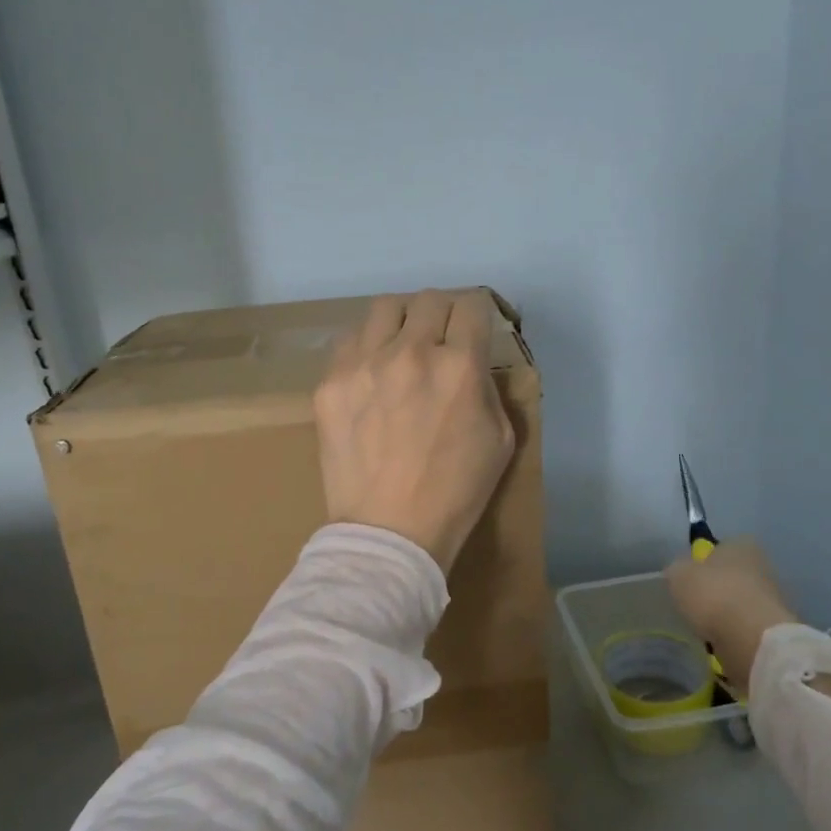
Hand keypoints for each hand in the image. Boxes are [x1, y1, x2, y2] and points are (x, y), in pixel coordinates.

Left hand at [314, 290, 516, 573]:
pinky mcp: (330, 383)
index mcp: (459, 366)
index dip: (477, 313)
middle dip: (442, 313)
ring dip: (402, 321)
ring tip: (401, 347)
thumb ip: (488, 387)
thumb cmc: (455, 493)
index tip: (473, 328)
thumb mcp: (501, 440)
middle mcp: (411, 352)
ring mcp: (364, 364)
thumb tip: (471, 362)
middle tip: (440, 338)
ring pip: (385, 308)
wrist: (389, 532)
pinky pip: (349, 340)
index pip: (471, 304)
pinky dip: (366, 347)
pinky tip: (370, 374)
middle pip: (428, 298)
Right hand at [665, 538, 798, 692]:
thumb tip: (680, 573)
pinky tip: (719, 640)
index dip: (702, 562)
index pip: (720, 547)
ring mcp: (771, 598)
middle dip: (714, 589)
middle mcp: (761, 566)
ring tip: (703, 626)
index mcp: (741, 544)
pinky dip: (732, 633)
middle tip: (694, 604)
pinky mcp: (773, 628)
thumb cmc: (713, 594)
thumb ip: (677, 569)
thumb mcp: (678, 574)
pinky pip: (744, 626)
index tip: (689, 578)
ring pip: (737, 602)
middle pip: (730, 576)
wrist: (752, 639)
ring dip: (723, 613)